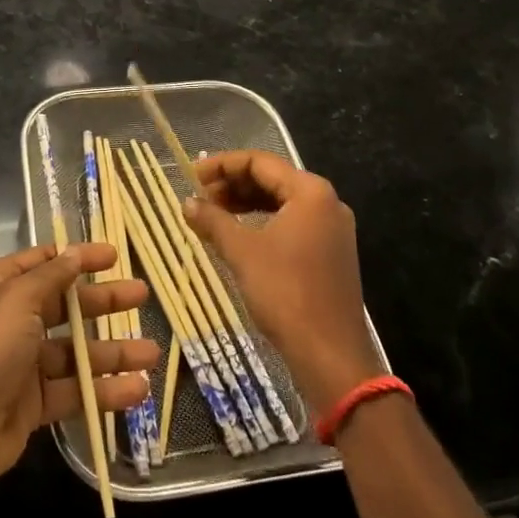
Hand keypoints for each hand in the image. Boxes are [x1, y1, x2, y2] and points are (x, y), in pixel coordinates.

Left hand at [0, 242, 156, 492]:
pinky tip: (137, 390)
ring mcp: (24, 363)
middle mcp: (13, 319)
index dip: (79, 257)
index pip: (46, 262)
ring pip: (77, 351)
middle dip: (105, 302)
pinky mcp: (34, 403)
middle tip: (142, 296)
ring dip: (114, 352)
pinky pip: (75, 390)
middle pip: (68, 305)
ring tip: (153, 354)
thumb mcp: (18, 299)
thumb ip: (52, 276)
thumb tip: (74, 253)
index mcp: (2, 286)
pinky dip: (104, 390)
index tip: (114, 255)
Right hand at [186, 152, 383, 407]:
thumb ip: (213, 221)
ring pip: (281, 201)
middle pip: (272, 178)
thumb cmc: (286, 293)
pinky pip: (292, 222)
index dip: (222, 165)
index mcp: (310, 191)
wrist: (331, 356)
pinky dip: (263, 222)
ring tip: (213, 214)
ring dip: (246, 203)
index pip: (260, 161)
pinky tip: (238, 235)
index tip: (192, 176)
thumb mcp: (242, 252)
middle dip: (233, 184)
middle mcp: (326, 202)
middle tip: (200, 196)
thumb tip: (186, 203)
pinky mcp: (330, 252)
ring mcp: (332, 228)